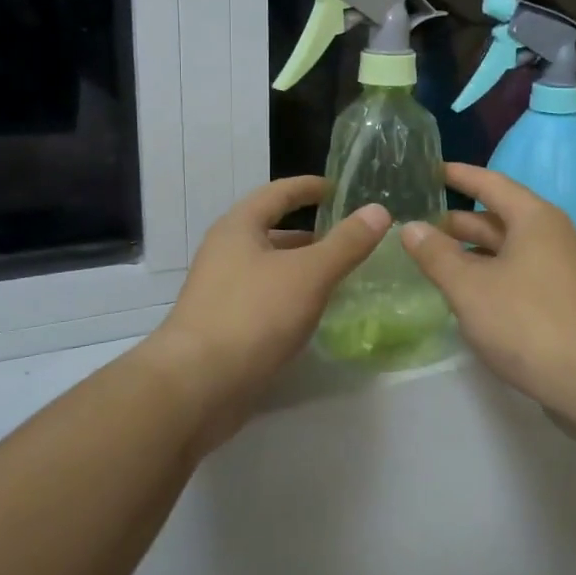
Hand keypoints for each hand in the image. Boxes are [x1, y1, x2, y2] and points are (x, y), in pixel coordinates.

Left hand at [152, 177, 389, 442]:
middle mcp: (225, 253)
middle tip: (349, 239)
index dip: (308, 188)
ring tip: (341, 277)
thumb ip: (346, 243)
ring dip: (302, 268)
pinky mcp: (224, 327)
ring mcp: (221, 292)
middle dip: (310, 234)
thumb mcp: (309, 274)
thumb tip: (378, 211)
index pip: (278, 193)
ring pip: (270, 269)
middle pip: (272, 232)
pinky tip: (314, 315)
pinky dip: (292, 298)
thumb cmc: (253, 315)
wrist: (197, 386)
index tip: (338, 189)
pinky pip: (265, 300)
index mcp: (239, 228)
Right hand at [400, 163, 575, 418]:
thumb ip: (437, 255)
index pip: (490, 184)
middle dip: (458, 222)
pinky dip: (488, 275)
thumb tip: (411, 227)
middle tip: (417, 224)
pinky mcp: (560, 300)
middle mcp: (550, 236)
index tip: (430, 170)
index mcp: (533, 219)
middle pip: (498, 218)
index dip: (459, 175)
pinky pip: (516, 274)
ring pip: (506, 250)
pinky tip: (465, 293)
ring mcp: (558, 269)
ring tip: (432, 259)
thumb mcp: (470, 287)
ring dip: (471, 252)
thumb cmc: (527, 321)